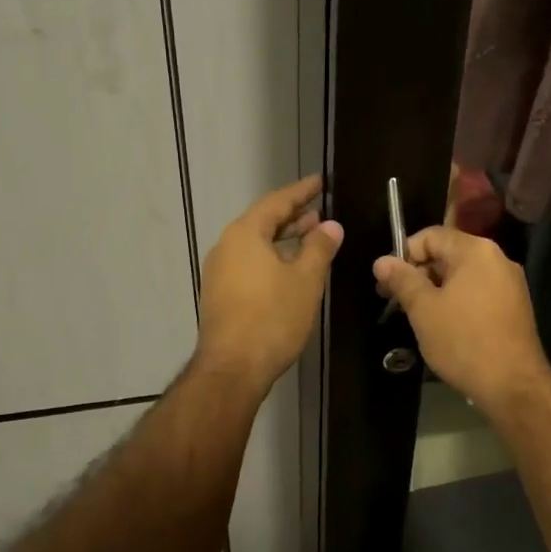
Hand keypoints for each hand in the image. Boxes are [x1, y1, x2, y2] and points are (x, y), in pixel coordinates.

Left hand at [196, 174, 342, 390]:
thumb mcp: (305, 280)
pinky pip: (249, 264)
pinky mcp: (221, 294)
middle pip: (263, 222)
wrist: (232, 368)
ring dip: (284, 239)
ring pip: (256, 245)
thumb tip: (330, 225)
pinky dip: (272, 258)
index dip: (301, 192)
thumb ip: (319, 248)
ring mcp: (219, 272)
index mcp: (245, 234)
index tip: (320, 182)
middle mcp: (227, 246)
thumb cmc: (272, 318)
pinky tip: (291, 269)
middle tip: (320, 211)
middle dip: (293, 216)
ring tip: (311, 237)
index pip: (277, 202)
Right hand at [374, 226, 547, 412]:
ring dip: (436, 290)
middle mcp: (497, 258)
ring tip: (418, 316)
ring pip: (462, 275)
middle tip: (396, 301)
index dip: (404, 254)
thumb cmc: (463, 341)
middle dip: (419, 273)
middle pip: (448, 253)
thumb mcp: (424, 309)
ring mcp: (510, 283)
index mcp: (475, 250)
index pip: (431, 236)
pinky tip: (445, 326)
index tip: (387, 282)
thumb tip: (381, 261)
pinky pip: (478, 292)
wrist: (513, 385)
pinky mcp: (515, 306)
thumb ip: (402, 280)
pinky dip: (457, 301)